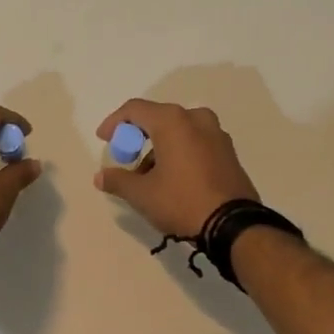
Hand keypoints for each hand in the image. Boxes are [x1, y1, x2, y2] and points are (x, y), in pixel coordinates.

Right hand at [93, 99, 260, 238]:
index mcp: (172, 121)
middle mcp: (195, 118)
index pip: (135, 109)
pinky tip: (173, 177)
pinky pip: (195, 141)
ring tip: (148, 176)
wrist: (234, 225)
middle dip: (137, 136)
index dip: (114, 122)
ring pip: (178, 130)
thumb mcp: (142, 194)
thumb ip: (117, 180)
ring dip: (159, 146)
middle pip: (158, 117)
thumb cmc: (182, 201)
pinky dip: (179, 151)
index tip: (104, 140)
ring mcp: (216, 133)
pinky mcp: (228, 151)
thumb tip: (100, 176)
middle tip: (126, 158)